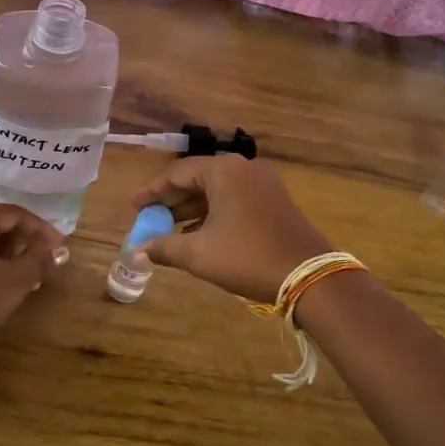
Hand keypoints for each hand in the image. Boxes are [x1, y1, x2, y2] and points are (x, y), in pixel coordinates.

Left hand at [0, 204, 65, 355]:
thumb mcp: (15, 280)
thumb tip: (57, 251)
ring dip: (9, 253)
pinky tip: (2, 283)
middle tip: (44, 261)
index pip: (15, 213)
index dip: (41, 228)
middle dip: (24, 240)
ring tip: (27, 275)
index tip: (59, 247)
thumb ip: (39, 260)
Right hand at [128, 157, 333, 303]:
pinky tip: (198, 235)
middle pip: (197, 179)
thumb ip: (164, 248)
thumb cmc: (247, 257)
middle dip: (171, 202)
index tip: (134, 208)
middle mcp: (244, 169)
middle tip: (149, 220)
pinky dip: (213, 214)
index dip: (152, 192)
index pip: (177, 173)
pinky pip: (234, 200)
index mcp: (224, 171)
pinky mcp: (274, 201)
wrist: (310, 276)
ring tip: (169, 232)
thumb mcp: (199, 254)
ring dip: (191, 210)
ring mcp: (263, 184)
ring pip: (216, 191)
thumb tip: (136, 252)